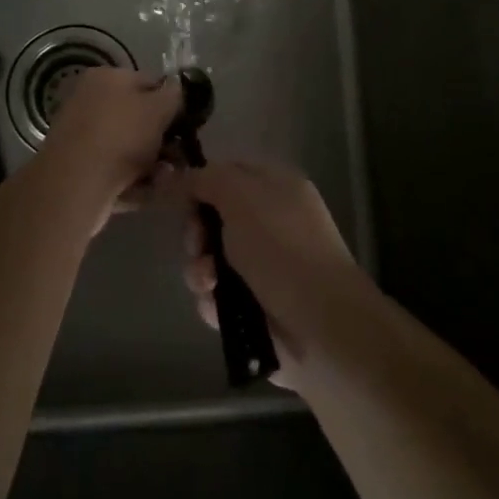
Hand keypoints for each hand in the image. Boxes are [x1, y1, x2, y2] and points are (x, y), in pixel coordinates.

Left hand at [34, 67, 182, 230]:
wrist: (76, 184)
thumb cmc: (122, 135)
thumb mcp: (159, 107)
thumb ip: (175, 95)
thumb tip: (176, 89)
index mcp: (107, 77)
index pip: (149, 82)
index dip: (172, 103)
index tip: (187, 125)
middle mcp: (90, 100)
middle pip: (138, 117)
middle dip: (162, 138)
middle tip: (178, 156)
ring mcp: (82, 135)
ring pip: (128, 146)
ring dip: (151, 163)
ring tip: (165, 178)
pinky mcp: (78, 167)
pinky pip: (114, 169)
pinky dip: (132, 179)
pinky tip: (147, 190)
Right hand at [174, 160, 373, 392]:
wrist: (319, 325)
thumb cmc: (281, 248)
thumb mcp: (241, 196)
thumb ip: (206, 179)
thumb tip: (180, 177)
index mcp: (275, 187)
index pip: (228, 173)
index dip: (200, 184)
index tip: (180, 200)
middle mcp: (270, 222)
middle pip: (213, 218)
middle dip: (197, 233)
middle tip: (199, 246)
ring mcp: (263, 266)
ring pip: (210, 258)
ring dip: (200, 270)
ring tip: (210, 283)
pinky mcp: (254, 306)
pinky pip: (216, 295)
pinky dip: (212, 300)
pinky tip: (218, 307)